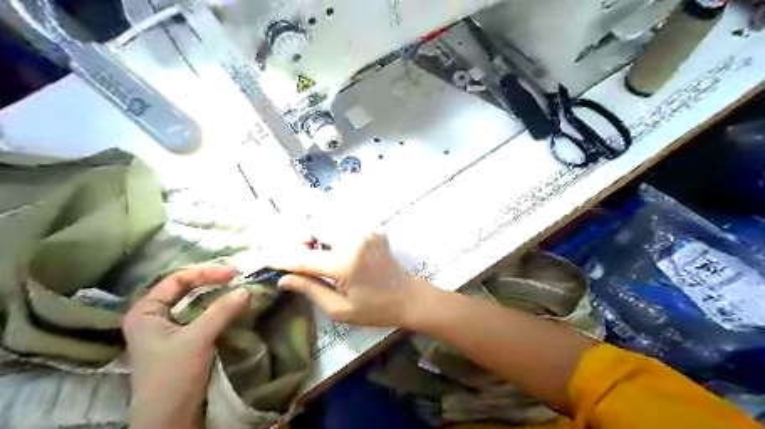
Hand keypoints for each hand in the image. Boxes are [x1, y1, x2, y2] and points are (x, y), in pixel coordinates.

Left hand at [120, 265, 247, 427]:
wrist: (170, 418)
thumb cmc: (173, 377)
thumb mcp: (197, 339)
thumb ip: (221, 311)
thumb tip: (246, 289)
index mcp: (145, 312)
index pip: (176, 279)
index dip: (204, 273)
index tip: (231, 273)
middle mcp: (154, 316)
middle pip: (184, 288)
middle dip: (210, 281)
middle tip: (235, 277)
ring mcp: (168, 328)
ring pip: (194, 301)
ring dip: (215, 294)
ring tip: (236, 288)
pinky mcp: (183, 339)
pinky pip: (201, 314)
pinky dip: (217, 308)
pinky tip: (231, 305)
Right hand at [272, 233, 431, 327]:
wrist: (408, 297)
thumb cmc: (375, 309)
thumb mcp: (340, 309)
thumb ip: (310, 289)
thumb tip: (283, 279)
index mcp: (345, 263)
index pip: (304, 257)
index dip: (283, 258)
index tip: (266, 259)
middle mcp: (354, 239)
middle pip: (315, 225)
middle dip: (302, 239)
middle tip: (302, 259)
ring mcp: (365, 231)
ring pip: (328, 220)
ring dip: (317, 234)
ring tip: (319, 255)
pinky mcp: (372, 229)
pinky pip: (344, 223)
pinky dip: (332, 232)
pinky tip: (335, 249)